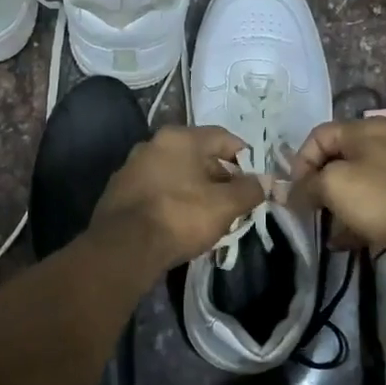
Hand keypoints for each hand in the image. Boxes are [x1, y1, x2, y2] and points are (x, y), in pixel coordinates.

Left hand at [89, 126, 266, 275]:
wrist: (123, 247)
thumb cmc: (180, 216)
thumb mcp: (225, 205)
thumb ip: (249, 190)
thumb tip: (266, 181)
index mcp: (180, 137)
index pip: (223, 137)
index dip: (245, 156)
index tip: (255, 178)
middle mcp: (153, 143)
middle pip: (198, 155)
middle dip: (220, 177)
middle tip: (235, 202)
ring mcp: (132, 167)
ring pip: (175, 173)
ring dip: (195, 189)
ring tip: (209, 216)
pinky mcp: (118, 191)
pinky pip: (156, 189)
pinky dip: (172, 200)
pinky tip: (179, 223)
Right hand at [290, 117, 385, 261]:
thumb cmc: (379, 197)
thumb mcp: (333, 185)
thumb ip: (306, 185)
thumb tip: (290, 192)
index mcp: (364, 129)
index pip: (318, 135)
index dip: (300, 161)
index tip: (295, 190)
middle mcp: (381, 142)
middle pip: (335, 158)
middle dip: (316, 184)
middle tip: (307, 207)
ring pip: (353, 182)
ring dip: (334, 203)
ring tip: (323, 225)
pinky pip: (370, 202)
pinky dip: (353, 217)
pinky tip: (341, 241)